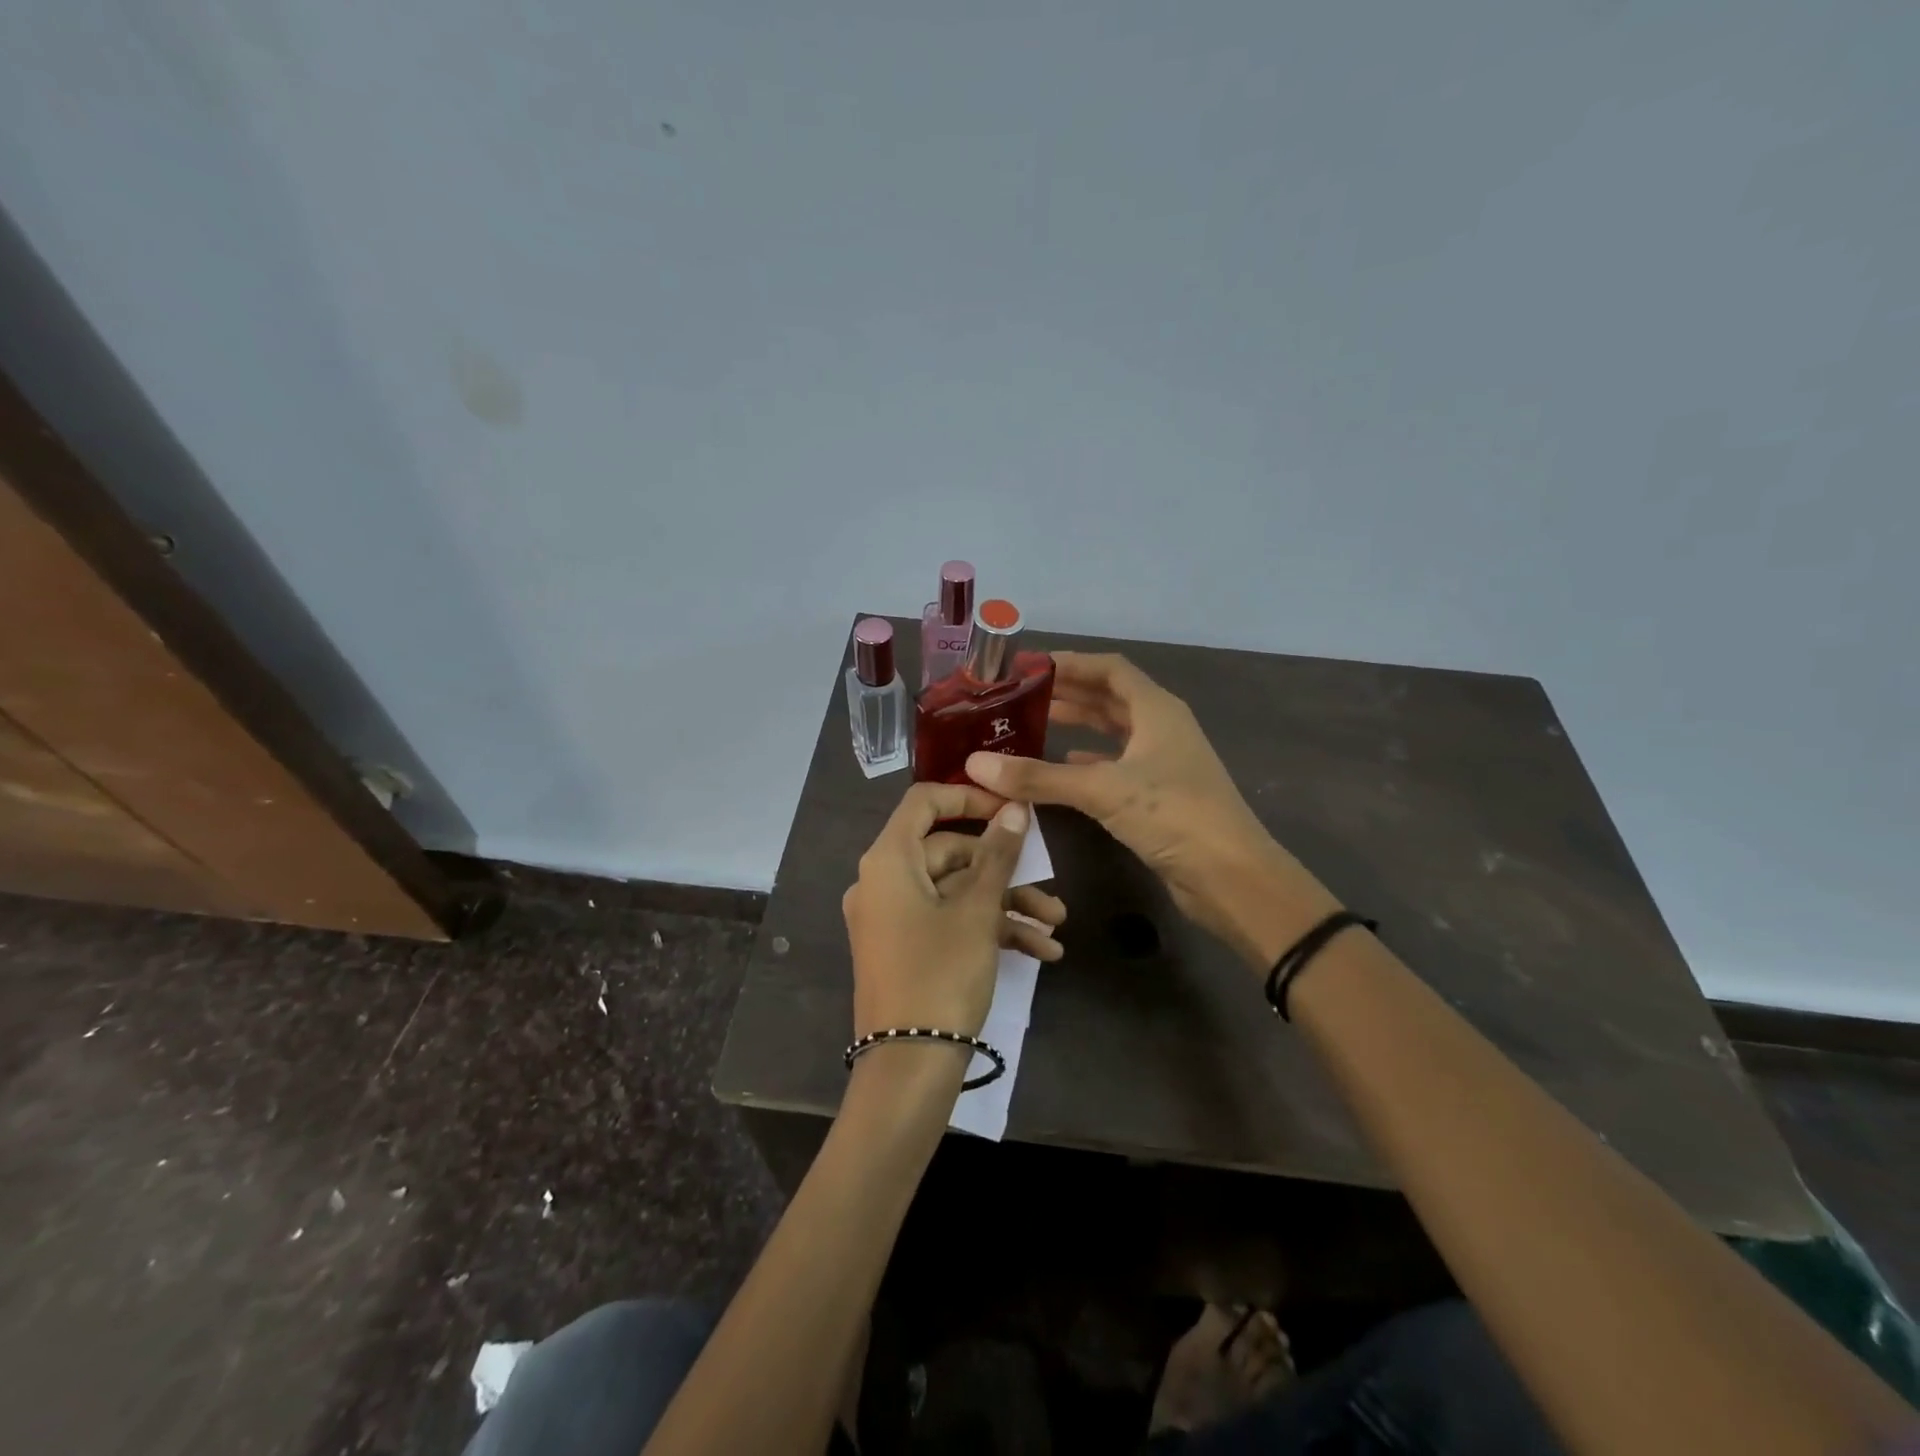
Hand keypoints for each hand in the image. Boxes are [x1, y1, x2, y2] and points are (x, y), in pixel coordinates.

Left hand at [842, 783, 1067, 1050]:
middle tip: (1049, 887)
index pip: (924, 802)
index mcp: (888, 861)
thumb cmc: (941, 974)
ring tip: (1056, 925)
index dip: (969, 796)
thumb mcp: (977, 911)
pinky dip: (990, 929)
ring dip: (1007, 904)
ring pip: (957, 891)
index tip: (1011, 807)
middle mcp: (885, 881)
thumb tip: (1015, 808)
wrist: (909, 1067)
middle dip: (1005, 870)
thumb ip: (998, 854)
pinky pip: (949, 921)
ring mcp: (895, 916)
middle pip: (949, 852)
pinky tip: (1041, 951)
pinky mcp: (907, 947)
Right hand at [965, 653, 1338, 966]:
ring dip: (1078, 726)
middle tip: (1020, 696)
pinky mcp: (1159, 795)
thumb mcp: (1102, 790)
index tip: (1029, 666)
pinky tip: (1062, 766)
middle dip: (1068, 693)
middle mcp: (1161, 728)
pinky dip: (1089, 762)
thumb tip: (976, 764)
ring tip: (1032, 724)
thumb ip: (1039, 776)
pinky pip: (1117, 766)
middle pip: (1110, 698)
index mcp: (1157, 710)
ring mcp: (1163, 762)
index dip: (1071, 662)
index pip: (1110, 669)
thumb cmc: (1173, 815)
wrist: (1230, 876)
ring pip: (1114, 732)